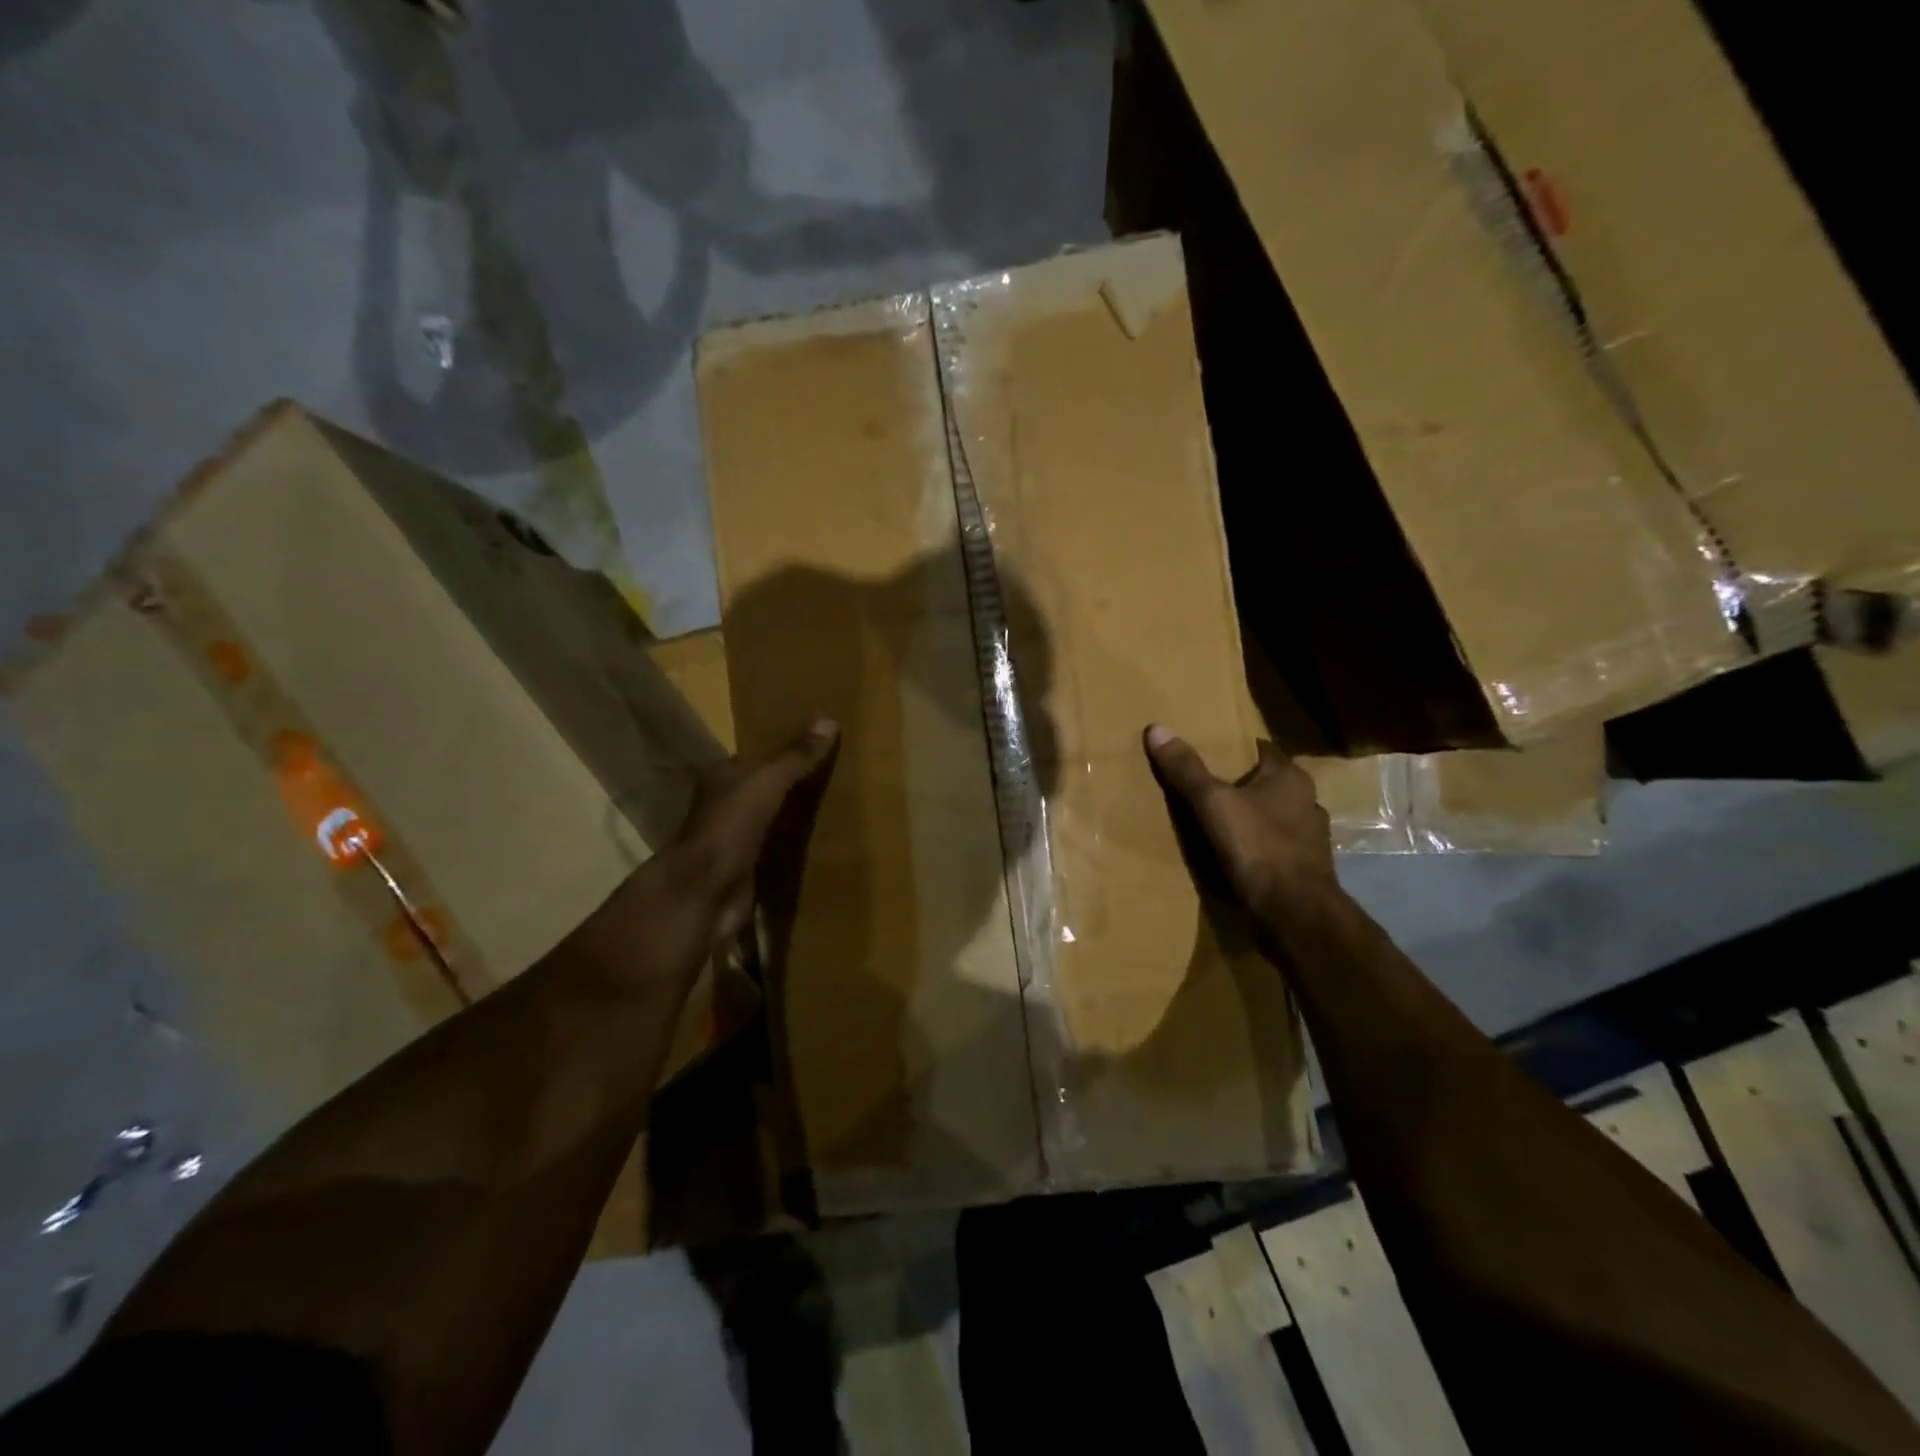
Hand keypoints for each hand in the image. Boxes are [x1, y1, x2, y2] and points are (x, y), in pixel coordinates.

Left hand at [668, 719, 840, 941]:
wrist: (705, 892)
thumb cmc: (730, 826)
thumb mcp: (767, 782)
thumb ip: (796, 756)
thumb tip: (829, 719)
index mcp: (723, 778)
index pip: (757, 758)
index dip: (785, 752)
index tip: (820, 748)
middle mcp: (726, 806)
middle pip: (766, 790)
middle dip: (795, 786)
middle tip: (838, 778)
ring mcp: (735, 841)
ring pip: (772, 821)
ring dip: (796, 818)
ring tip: (839, 809)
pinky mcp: (747, 871)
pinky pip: (777, 853)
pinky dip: (795, 849)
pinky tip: (823, 846)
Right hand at [1143, 725, 1336, 914]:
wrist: (1295, 912)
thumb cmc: (1258, 847)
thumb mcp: (1213, 803)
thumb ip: (1186, 769)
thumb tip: (1157, 728)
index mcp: (1290, 777)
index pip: (1262, 749)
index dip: (1236, 748)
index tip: (1210, 751)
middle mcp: (1307, 801)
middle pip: (1267, 783)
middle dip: (1240, 784)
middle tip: (1205, 786)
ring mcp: (1310, 838)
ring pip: (1273, 816)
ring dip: (1251, 817)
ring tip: (1217, 822)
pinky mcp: (1306, 868)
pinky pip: (1274, 847)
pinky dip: (1257, 847)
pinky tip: (1235, 855)